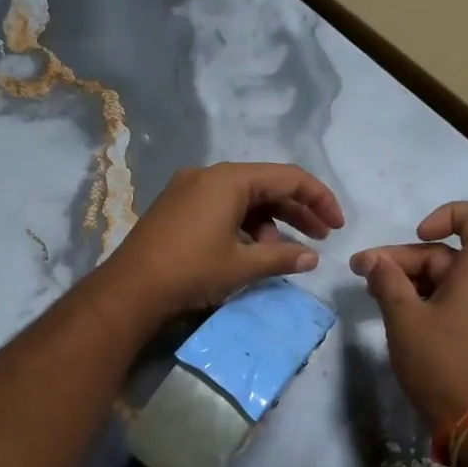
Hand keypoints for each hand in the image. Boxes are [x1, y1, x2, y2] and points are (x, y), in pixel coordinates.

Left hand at [101, 162, 344, 319]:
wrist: (129, 290)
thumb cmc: (191, 271)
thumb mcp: (242, 266)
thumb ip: (282, 258)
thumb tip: (312, 258)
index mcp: (229, 179)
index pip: (288, 177)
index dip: (319, 199)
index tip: (338, 225)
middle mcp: (209, 175)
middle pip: (266, 185)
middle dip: (297, 211)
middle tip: (321, 238)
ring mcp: (189, 190)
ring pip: (244, 198)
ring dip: (270, 223)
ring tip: (283, 254)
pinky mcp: (177, 207)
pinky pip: (222, 207)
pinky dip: (244, 226)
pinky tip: (253, 252)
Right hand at [351, 201, 467, 430]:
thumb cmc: (441, 363)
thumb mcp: (404, 318)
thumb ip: (386, 281)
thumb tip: (372, 260)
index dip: (446, 214)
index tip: (417, 236)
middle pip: (450, 253)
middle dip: (405, 259)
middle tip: (364, 273)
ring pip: (450, 278)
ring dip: (412, 280)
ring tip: (375, 295)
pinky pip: (458, 300)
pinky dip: (429, 299)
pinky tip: (399, 315)